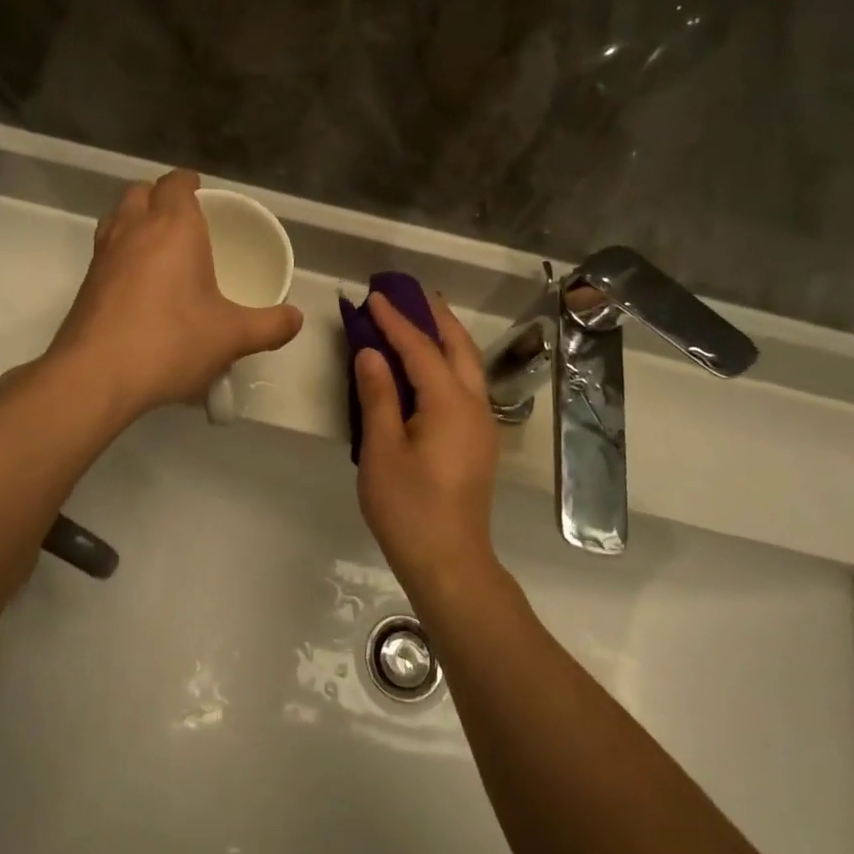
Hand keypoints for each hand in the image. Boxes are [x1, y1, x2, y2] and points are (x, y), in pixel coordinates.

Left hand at [49, 169, 302, 420]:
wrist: (97, 375)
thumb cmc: (172, 342)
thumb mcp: (232, 337)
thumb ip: (270, 326)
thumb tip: (296, 319)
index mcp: (174, 227)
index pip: (175, 184)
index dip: (188, 182)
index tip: (200, 191)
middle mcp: (134, 230)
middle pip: (141, 192)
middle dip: (160, 196)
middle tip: (182, 219)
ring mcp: (104, 255)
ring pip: (117, 217)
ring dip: (135, 219)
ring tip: (158, 246)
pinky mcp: (86, 283)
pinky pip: (105, 250)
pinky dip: (121, 251)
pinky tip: (138, 284)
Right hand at [353, 293, 500, 592]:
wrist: (449, 561)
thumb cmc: (408, 508)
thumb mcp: (382, 450)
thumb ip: (377, 396)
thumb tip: (371, 352)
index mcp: (450, 404)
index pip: (421, 349)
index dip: (396, 321)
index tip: (374, 296)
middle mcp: (474, 406)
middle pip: (458, 347)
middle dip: (435, 316)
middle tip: (410, 292)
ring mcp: (481, 424)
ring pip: (468, 365)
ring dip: (445, 336)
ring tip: (421, 316)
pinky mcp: (478, 441)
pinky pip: (466, 385)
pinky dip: (448, 361)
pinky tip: (429, 364)